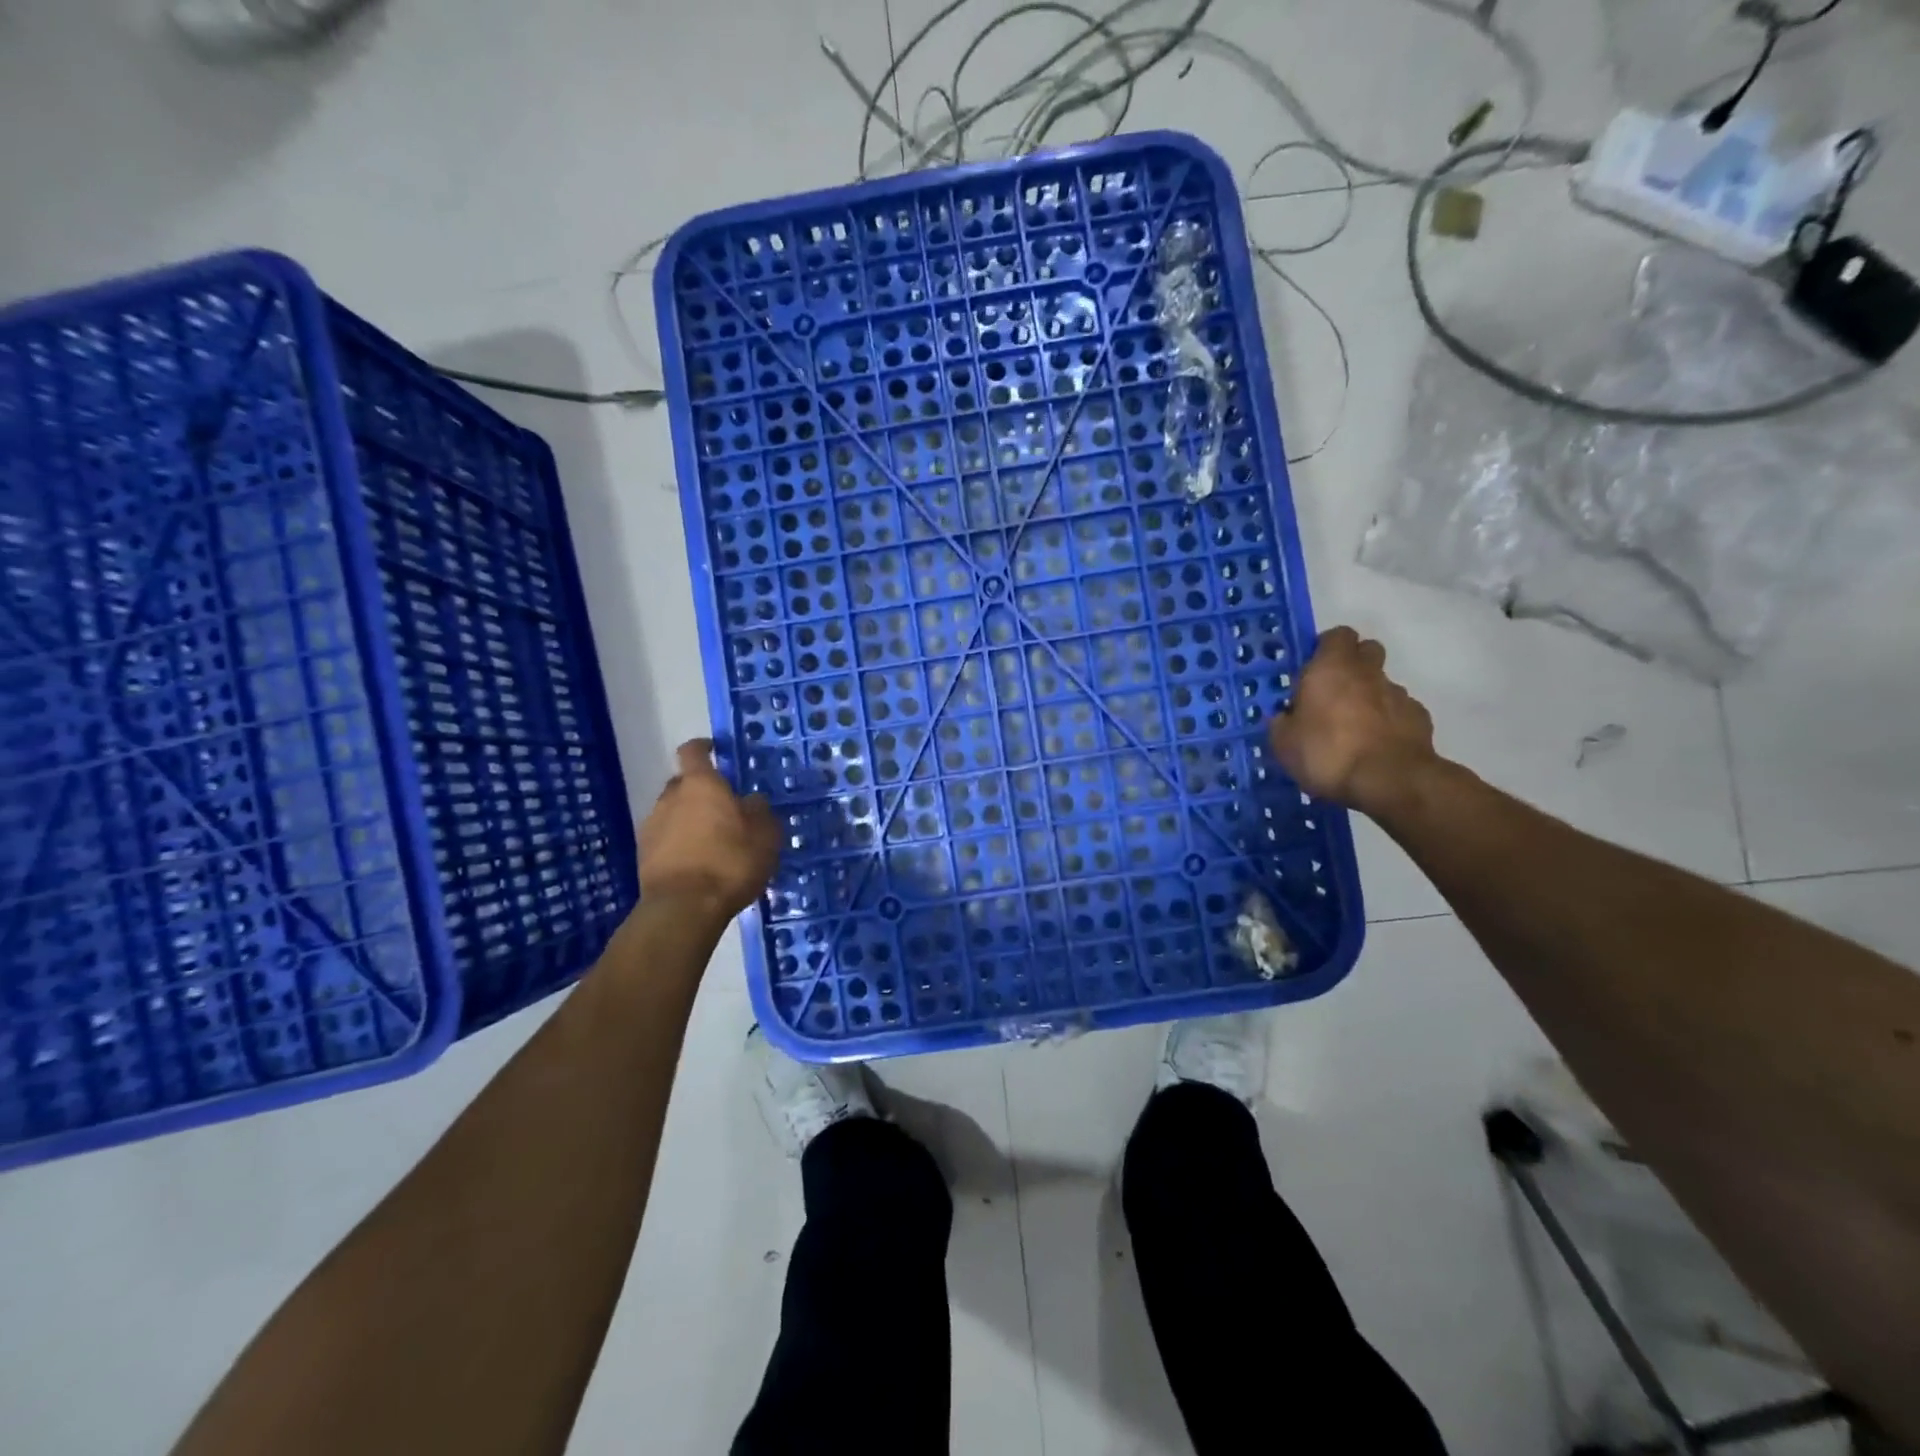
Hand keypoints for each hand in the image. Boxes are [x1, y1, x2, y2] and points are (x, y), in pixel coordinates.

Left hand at [637, 740, 780, 925]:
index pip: (693, 751)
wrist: (683, 908)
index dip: (703, 747)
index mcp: (701, 784)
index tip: (714, 749)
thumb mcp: (765, 836)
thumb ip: (760, 812)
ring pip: (672, 812)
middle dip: (700, 790)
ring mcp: (652, 826)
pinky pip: (665, 838)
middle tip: (723, 807)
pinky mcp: (644, 855)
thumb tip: (752, 801)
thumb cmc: (730, 862)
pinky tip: (697, 862)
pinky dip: (679, 843)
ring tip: (711, 840)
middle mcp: (671, 798)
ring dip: (689, 819)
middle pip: (683, 783)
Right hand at [1269, 627, 1439, 816]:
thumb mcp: (1283, 743)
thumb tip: (1287, 717)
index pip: (1337, 635)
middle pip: (1367, 651)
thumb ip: (1283, 722)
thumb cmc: (1326, 753)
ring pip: (1382, 684)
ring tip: (1353, 730)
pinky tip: (1375, 747)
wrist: (1390, 781)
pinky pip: (1399, 712)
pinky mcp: (1420, 719)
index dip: (1326, 648)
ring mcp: (1398, 694)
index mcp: (1331, 668)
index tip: (1312, 670)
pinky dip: (1388, 722)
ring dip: (1369, 697)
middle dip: (1353, 665)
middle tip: (1333, 693)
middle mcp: (1367, 673)